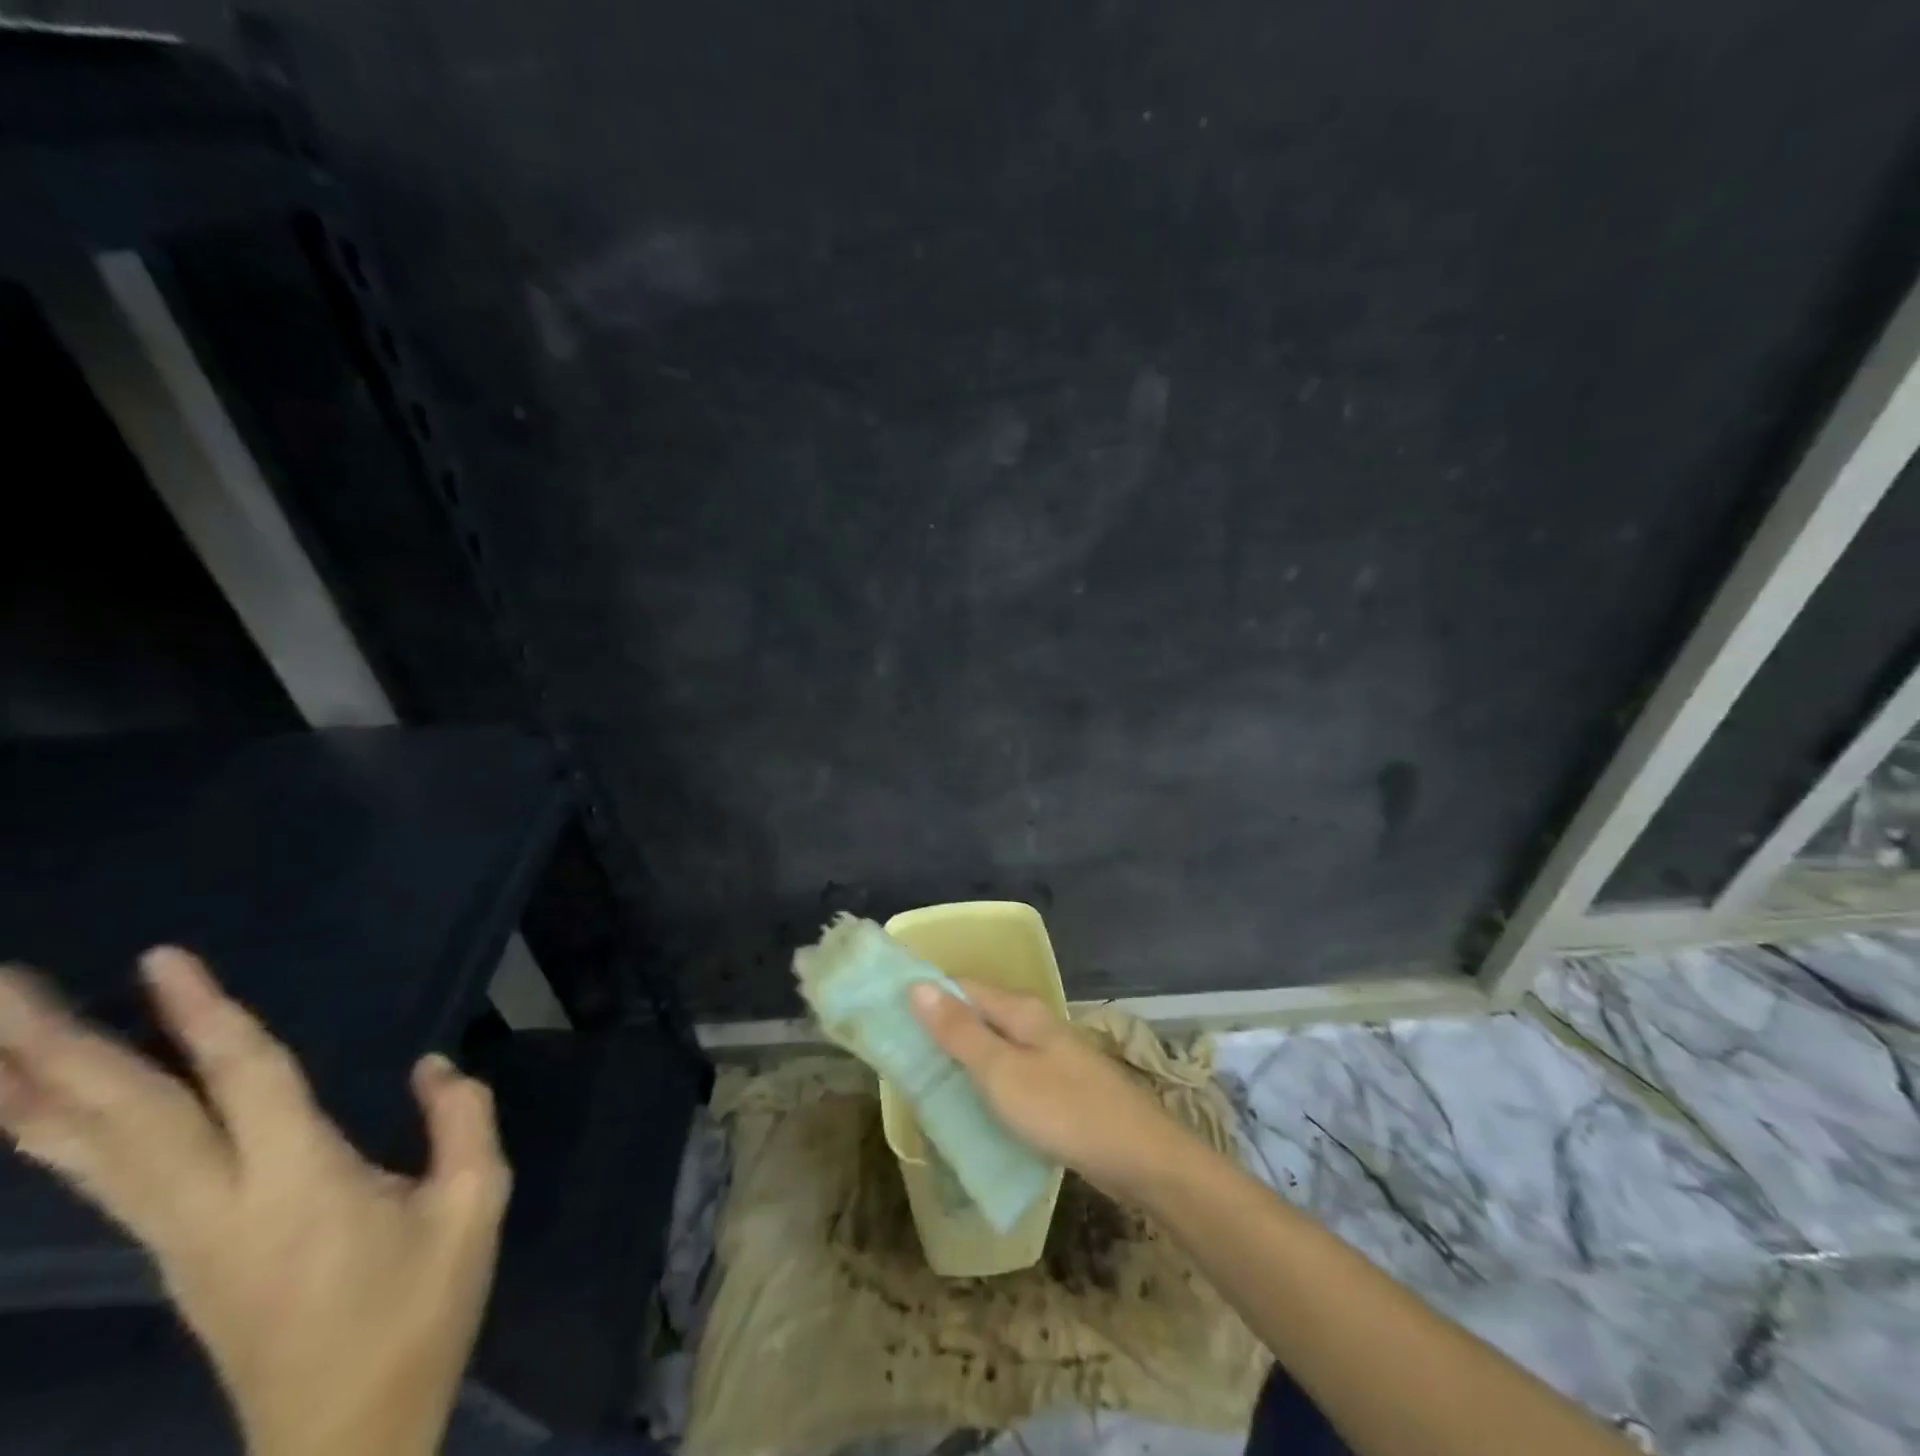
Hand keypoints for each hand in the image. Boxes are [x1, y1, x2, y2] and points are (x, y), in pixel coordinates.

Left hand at [0, 948, 508, 1455]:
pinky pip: (107, 1181)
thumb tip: (433, 1068)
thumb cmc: (421, 1310)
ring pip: (93, 1154)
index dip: (204, 1017)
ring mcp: (182, 1239)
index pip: (243, 1081)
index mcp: (300, 1186)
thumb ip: (463, 1121)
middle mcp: (216, 1207)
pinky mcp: (178, 1258)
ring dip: (35, 1092)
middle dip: (58, 1049)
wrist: (347, 1436)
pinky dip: (59, 1137)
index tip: (162, 958)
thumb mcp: (477, 1204)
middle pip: (126, 1118)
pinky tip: (38, 1115)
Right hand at [908, 978, 1191, 1196]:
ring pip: (992, 1047)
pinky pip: (1009, 1074)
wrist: (1140, 1158)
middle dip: (938, 1030)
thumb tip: (918, 985)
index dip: (925, 995)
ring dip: (959, 1059)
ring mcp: (1048, 1056)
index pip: (961, 986)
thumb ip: (960, 1032)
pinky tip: (968, 1107)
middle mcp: (1034, 1024)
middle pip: (976, 1015)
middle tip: (897, 1056)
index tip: (887, 1014)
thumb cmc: (1064, 1111)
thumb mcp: (1002, 1073)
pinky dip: (983, 1083)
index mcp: (1020, 1011)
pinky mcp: (1057, 1087)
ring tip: (922, 1083)